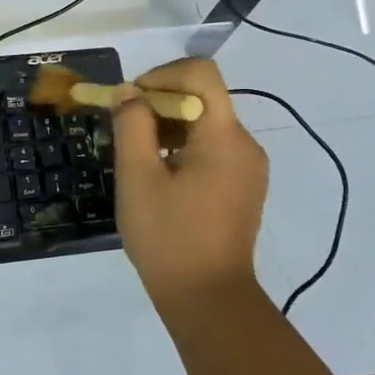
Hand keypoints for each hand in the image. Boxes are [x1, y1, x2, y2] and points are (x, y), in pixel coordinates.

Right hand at [110, 58, 268, 313]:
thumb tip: (129, 93)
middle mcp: (245, 144)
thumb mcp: (137, 177)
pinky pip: (212, 149)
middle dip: (158, 105)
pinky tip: (160, 178)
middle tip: (125, 132)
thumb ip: (131, 125)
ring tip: (138, 159)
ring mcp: (249, 167)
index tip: (131, 103)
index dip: (161, 76)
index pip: (200, 73)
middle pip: (202, 98)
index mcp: (224, 136)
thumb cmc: (169, 237)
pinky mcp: (244, 186)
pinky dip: (183, 149)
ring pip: (205, 124)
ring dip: (168, 128)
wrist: (209, 300)